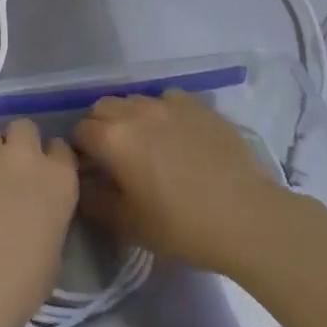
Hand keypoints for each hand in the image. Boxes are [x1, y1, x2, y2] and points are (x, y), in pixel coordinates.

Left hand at [0, 120, 78, 326]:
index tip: (36, 179)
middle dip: (16, 147)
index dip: (48, 162)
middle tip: (2, 176)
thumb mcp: (50, 262)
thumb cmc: (9, 291)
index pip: (61, 151)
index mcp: (58, 182)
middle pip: (25, 130)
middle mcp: (25, 155)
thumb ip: (47, 224)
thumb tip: (34, 217)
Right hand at [73, 91, 300, 280]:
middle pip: (103, 107)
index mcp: (113, 139)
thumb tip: (83, 186)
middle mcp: (136, 111)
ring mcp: (169, 104)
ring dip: (131, 118)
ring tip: (147, 145)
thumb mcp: (128, 225)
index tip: (92, 171)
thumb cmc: (182, 226)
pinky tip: (177, 136)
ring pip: (135, 100)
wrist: (246, 216)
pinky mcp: (198, 105)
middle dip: (101, 127)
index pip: (80, 131)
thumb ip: (95, 202)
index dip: (81, 151)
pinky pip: (168, 100)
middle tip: (115, 157)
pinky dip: (162, 113)